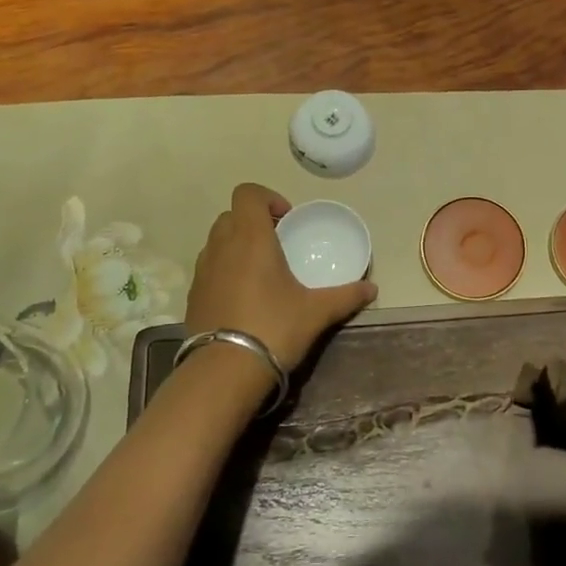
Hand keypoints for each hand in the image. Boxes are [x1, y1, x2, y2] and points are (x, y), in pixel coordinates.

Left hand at [183, 183, 376, 370]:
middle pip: (232, 216)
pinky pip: (209, 268)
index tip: (287, 220)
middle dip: (254, 223)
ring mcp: (202, 271)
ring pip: (217, 241)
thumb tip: (372, 289)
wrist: (224, 372)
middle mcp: (222, 246)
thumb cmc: (274, 328)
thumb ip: (346, 296)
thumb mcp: (317, 312)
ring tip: (261, 273)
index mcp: (251, 238)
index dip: (268, 198)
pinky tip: (244, 299)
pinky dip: (225, 271)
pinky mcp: (193, 296)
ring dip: (237, 246)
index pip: (247, 193)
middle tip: (278, 245)